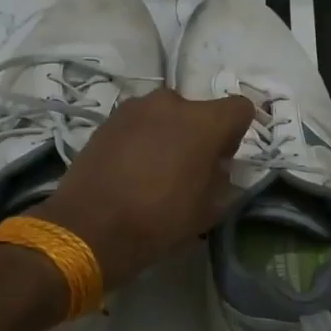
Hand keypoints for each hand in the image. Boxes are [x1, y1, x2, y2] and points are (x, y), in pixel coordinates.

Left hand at [37, 88, 254, 289]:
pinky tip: (131, 169)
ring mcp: (135, 107)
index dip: (237, 133)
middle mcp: (171, 103)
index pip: (240, 108)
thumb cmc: (159, 220)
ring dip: (168, 134)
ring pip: (166, 115)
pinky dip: (142, 138)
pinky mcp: (108, 119)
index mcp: (204, 121)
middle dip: (199, 133)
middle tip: (188, 167)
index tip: (223, 158)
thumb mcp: (208, 210)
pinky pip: (139, 123)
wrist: (90, 227)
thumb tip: (216, 166)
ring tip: (155, 169)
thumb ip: (221, 179)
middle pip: (198, 110)